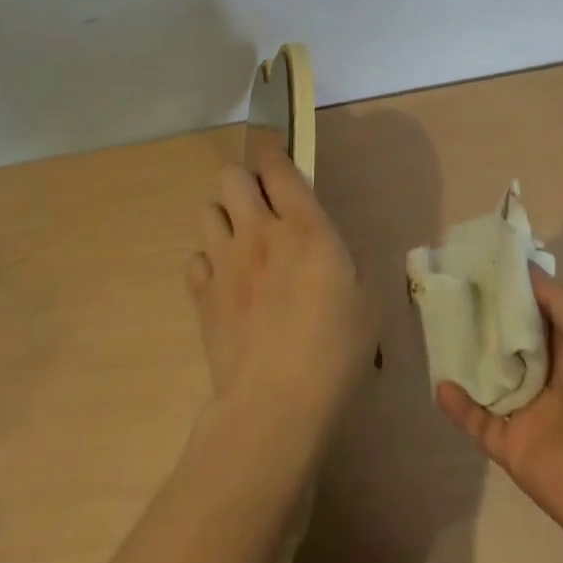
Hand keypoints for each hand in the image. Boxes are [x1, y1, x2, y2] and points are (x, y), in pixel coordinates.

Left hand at [186, 155, 379, 469]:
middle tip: (261, 207)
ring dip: (223, 218)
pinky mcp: (202, 296)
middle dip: (244, 182)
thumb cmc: (334, 350)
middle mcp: (259, 233)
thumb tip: (336, 250)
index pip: (278, 168)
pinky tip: (225, 282)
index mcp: (305, 227)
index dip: (276, 158)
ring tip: (240, 241)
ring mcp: (225, 262)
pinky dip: (208, 263)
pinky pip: (195, 259)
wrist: (275, 404)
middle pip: (231, 177)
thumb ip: (351, 262)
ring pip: (206, 211)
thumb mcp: (367, 300)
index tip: (281, 165)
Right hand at [436, 266, 562, 562]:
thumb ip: (557, 300)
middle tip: (450, 290)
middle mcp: (548, 377)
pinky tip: (441, 384)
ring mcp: (528, 413)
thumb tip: (525, 267)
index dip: (511, 290)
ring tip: (437, 330)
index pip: (534, 312)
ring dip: (466, 360)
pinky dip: (459, 406)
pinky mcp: (511, 447)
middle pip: (507, 343)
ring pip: (489, 379)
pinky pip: (478, 422)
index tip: (481, 263)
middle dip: (483, 320)